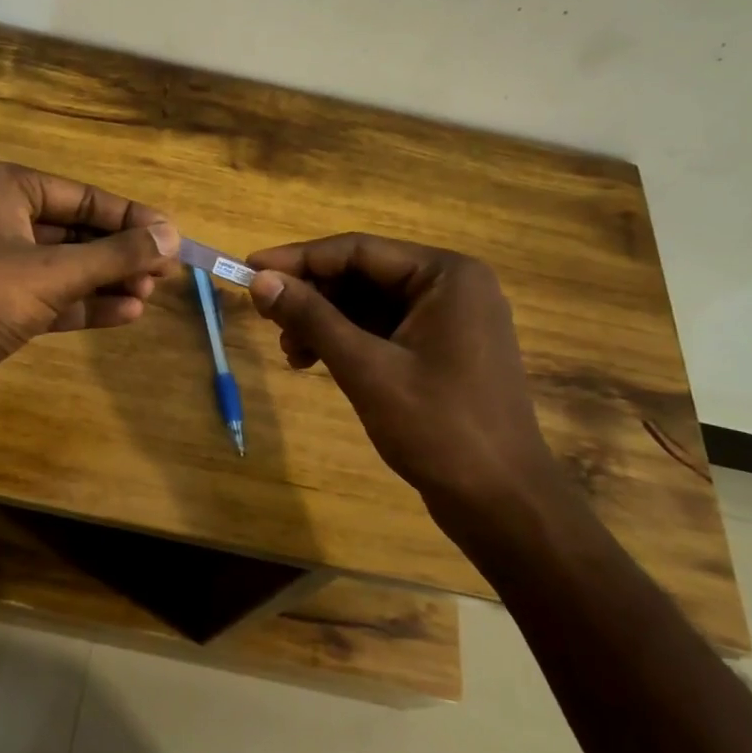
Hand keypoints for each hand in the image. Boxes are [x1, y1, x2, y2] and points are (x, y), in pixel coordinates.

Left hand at [0, 163, 179, 434]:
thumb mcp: (51, 273)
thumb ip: (114, 256)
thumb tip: (172, 236)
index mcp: (8, 189)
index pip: (85, 197)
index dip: (132, 218)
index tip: (173, 238)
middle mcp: (1, 218)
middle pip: (76, 231)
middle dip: (119, 254)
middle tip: (165, 273)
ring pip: (64, 267)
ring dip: (106, 282)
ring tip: (149, 296)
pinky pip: (49, 298)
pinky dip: (83, 305)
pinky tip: (125, 314)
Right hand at [245, 234, 577, 547]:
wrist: (502, 503)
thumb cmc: (438, 428)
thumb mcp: (366, 368)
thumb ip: (312, 318)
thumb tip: (260, 281)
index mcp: (446, 276)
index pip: (358, 250)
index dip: (298, 258)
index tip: (249, 269)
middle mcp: (450, 287)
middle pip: (363, 275)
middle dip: (311, 296)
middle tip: (265, 316)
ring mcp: (449, 321)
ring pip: (368, 304)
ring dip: (323, 321)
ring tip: (288, 351)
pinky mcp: (441, 352)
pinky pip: (382, 330)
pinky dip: (346, 341)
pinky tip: (313, 361)